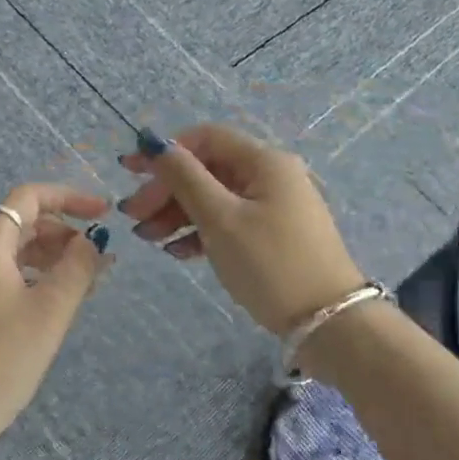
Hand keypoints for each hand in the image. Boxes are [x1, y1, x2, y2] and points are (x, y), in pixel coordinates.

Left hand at [0, 183, 111, 434]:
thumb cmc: (3, 356)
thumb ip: (77, 268)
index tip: (103, 214)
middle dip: (64, 232)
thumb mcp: (50, 311)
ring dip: (52, 258)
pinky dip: (34, 278)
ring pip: (14, 252)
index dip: (69, 198)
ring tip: (87, 281)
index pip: (28, 198)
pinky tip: (57, 301)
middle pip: (22, 224)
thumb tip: (90, 242)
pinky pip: (4, 276)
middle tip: (99, 257)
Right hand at [119, 124, 363, 334]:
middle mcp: (270, 176)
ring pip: (213, 199)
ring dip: (176, 214)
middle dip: (166, 190)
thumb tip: (156, 145)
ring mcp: (272, 207)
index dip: (166, 151)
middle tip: (133, 216)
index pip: (206, 139)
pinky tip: (176, 251)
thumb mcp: (220, 219)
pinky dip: (199, 232)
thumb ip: (185, 178)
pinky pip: (227, 222)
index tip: (130, 172)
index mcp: (264, 162)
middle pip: (206, 170)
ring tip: (146, 238)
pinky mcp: (271, 235)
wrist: (328, 321)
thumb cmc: (270, 263)